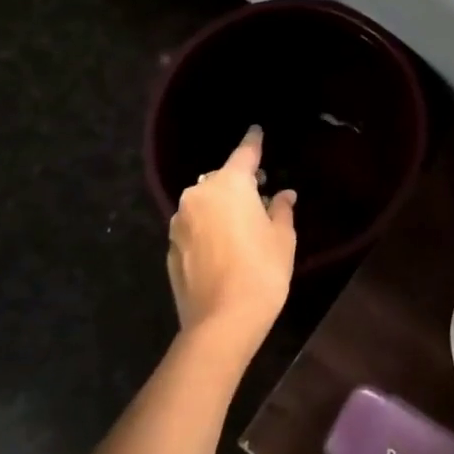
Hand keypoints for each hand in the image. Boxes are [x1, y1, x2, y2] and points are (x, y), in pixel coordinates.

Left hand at [166, 126, 296, 361]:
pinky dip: (208, 228)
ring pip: (204, 203)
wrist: (221, 322)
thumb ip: (280, 209)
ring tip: (242, 223)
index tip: (256, 131)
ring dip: (221, 206)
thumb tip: (282, 195)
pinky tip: (224, 246)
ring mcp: (179, 223)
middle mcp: (198, 196)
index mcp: (229, 185)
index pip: (244, 153)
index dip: (253, 142)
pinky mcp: (170, 248)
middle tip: (259, 192)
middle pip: (220, 179)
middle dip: (238, 182)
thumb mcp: (282, 237)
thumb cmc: (262, 271)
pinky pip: (194, 226)